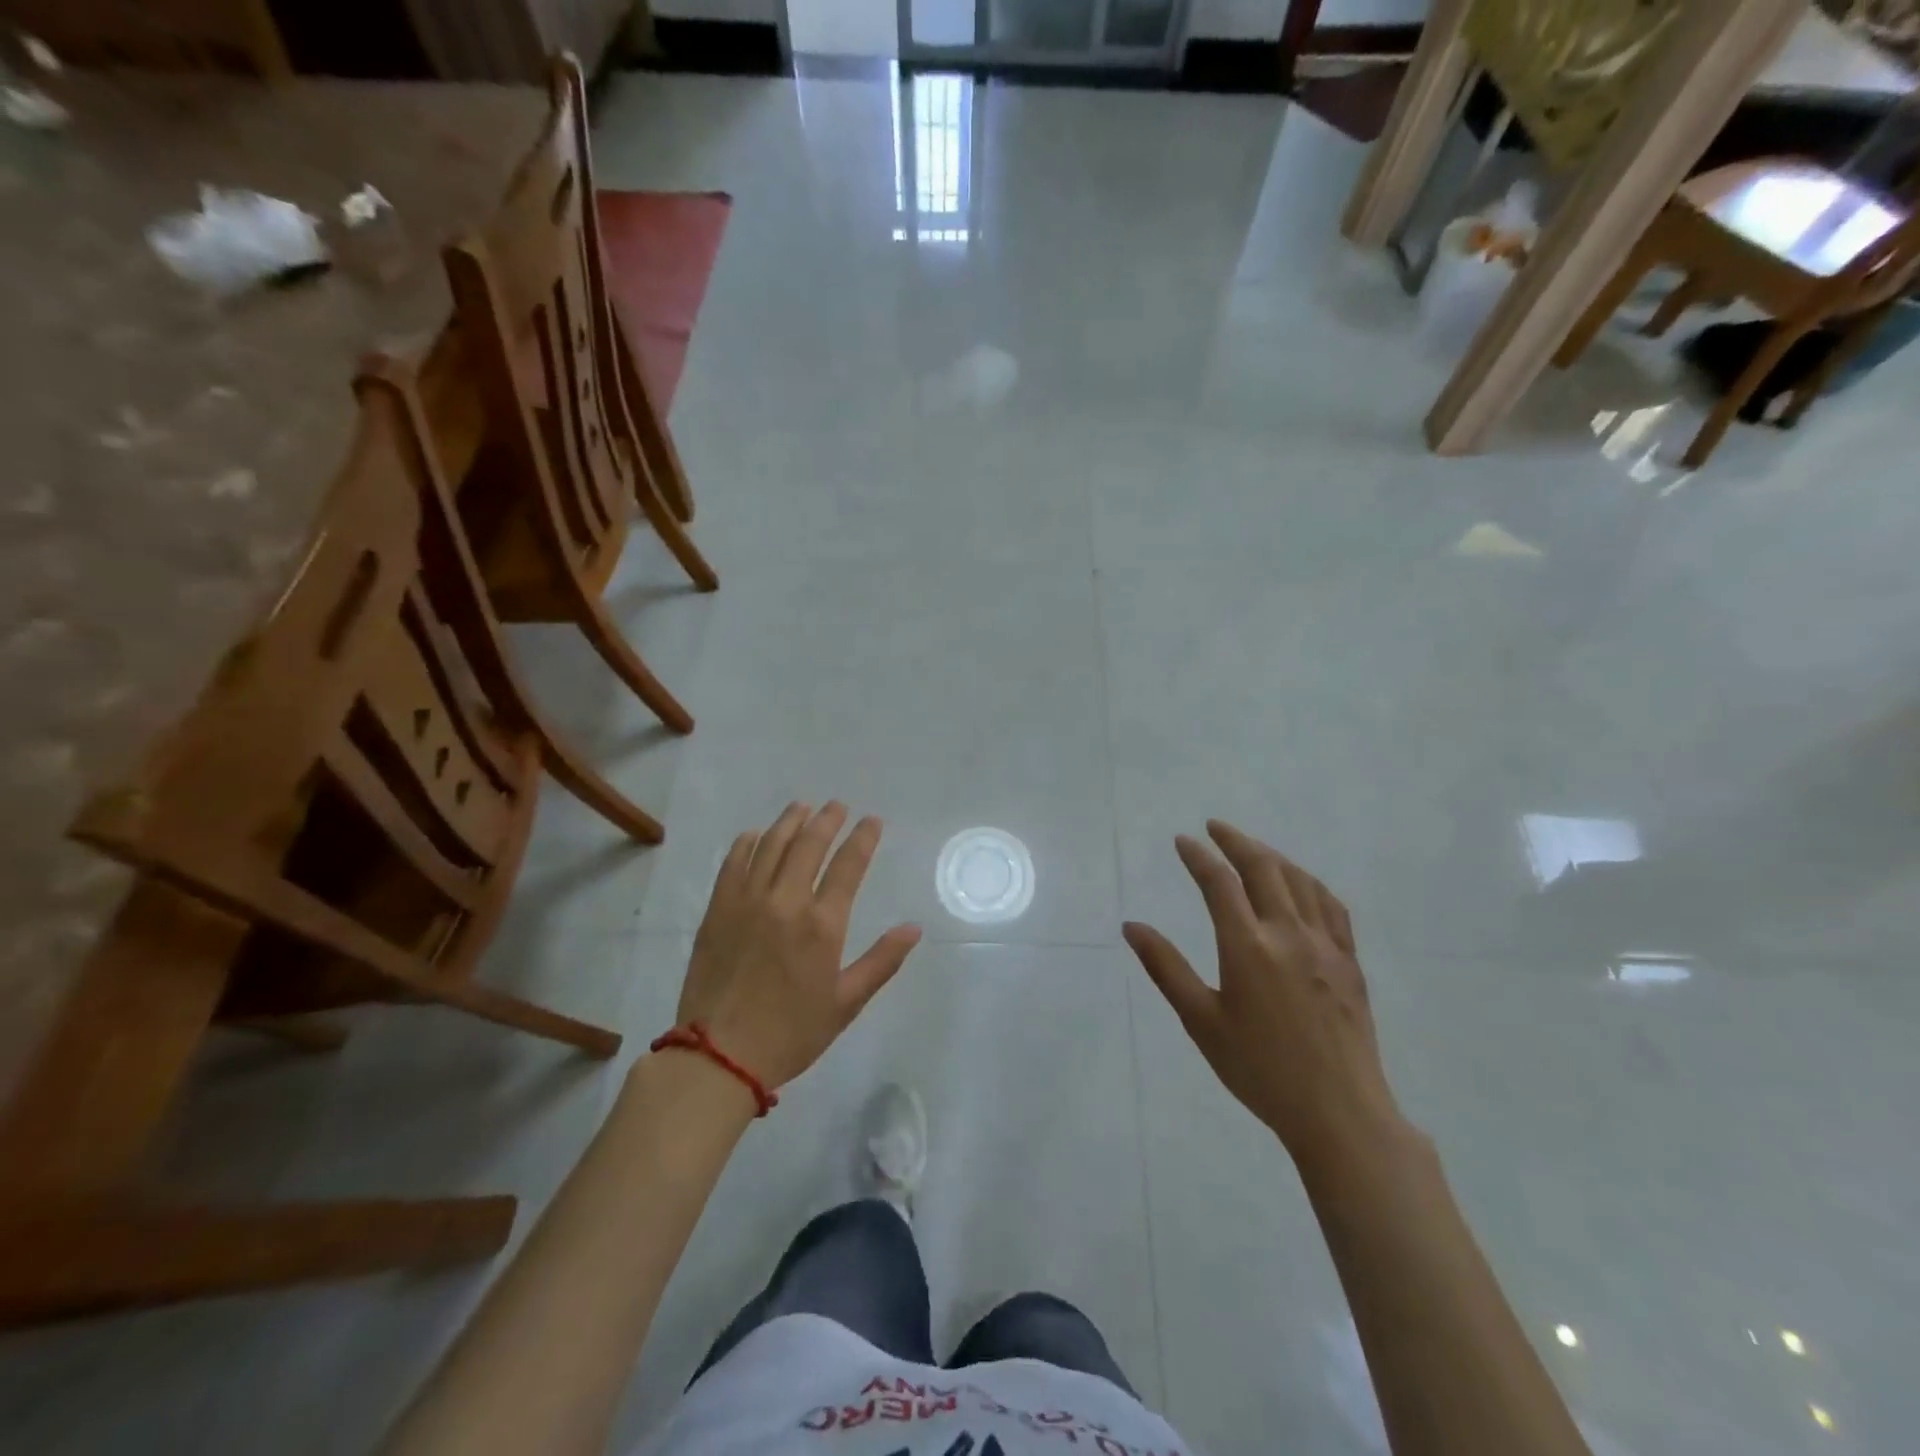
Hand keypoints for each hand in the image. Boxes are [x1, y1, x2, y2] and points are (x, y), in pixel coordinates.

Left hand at [677, 802, 922, 1090]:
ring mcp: (747, 902)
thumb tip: (914, 928)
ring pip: (771, 845)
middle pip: (809, 844)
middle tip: (837, 806)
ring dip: (790, 821)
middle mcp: (786, 902)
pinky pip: (733, 863)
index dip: (863, 838)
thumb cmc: (791, 1033)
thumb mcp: (846, 1003)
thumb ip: (881, 961)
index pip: (849, 865)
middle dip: (827, 819)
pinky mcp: (718, 910)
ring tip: (802, 808)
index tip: (872, 821)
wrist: (719, 1057)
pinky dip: (748, 843)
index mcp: (822, 925)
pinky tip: (756, 834)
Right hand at [1123, 821, 1404, 1171]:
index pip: (1219, 882)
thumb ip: (1165, 968)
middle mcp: (1288, 933)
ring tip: (1250, 848)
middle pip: (1262, 867)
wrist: (1339, 1112)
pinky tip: (1300, 883)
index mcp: (1247, 946)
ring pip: (1299, 880)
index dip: (1198, 856)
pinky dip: (1309, 882)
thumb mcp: (1201, 1021)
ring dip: (1271, 855)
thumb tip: (1131, 927)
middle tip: (1214, 827)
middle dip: (1235, 841)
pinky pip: (1331, 905)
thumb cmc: (1259, 1069)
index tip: (1182, 841)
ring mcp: (1325, 944)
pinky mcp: (1350, 960)